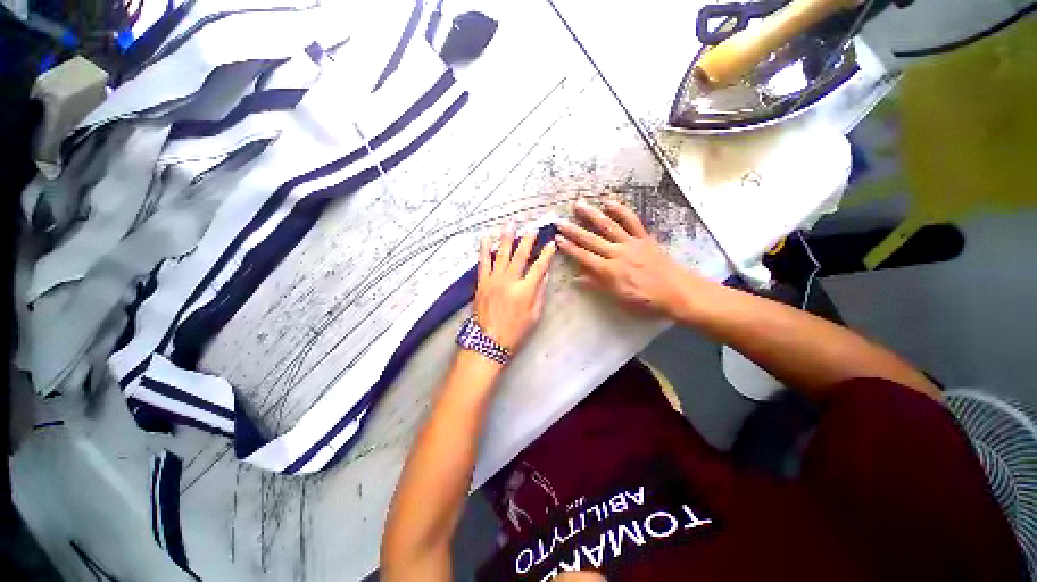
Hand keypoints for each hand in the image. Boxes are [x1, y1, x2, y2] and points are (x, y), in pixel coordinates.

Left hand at [475, 227, 556, 351]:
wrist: (489, 342)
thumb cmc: (515, 332)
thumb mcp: (534, 316)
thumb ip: (539, 294)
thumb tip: (544, 275)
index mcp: (526, 290)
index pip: (539, 266)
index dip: (547, 254)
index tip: (551, 243)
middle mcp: (510, 280)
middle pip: (521, 255)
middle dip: (528, 240)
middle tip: (532, 228)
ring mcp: (494, 280)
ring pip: (501, 254)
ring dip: (507, 238)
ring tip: (510, 225)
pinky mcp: (482, 282)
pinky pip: (483, 262)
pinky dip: (485, 249)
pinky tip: (487, 238)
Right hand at [556, 200, 701, 316]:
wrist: (678, 292)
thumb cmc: (647, 300)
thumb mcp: (619, 298)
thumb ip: (597, 286)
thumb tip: (576, 279)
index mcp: (610, 271)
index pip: (584, 257)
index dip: (569, 248)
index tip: (557, 239)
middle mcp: (617, 253)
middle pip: (591, 240)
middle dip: (573, 230)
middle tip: (559, 221)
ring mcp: (631, 243)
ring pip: (608, 226)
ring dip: (592, 215)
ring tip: (579, 205)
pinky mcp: (644, 238)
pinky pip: (631, 222)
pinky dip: (621, 211)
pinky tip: (609, 203)